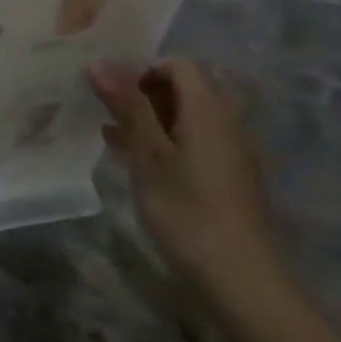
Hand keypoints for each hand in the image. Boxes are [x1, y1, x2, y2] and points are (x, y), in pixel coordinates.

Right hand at [87, 60, 281, 303]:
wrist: (240, 279)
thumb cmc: (188, 211)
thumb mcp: (148, 156)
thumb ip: (128, 107)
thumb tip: (100, 62)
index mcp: (209, 111)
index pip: (180, 65)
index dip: (144, 70)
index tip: (112, 92)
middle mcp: (226, 123)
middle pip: (186, 88)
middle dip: (144, 94)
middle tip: (109, 114)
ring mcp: (231, 152)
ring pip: (188, 117)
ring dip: (151, 120)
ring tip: (114, 138)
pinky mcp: (229, 177)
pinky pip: (194, 141)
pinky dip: (166, 142)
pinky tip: (138, 164)